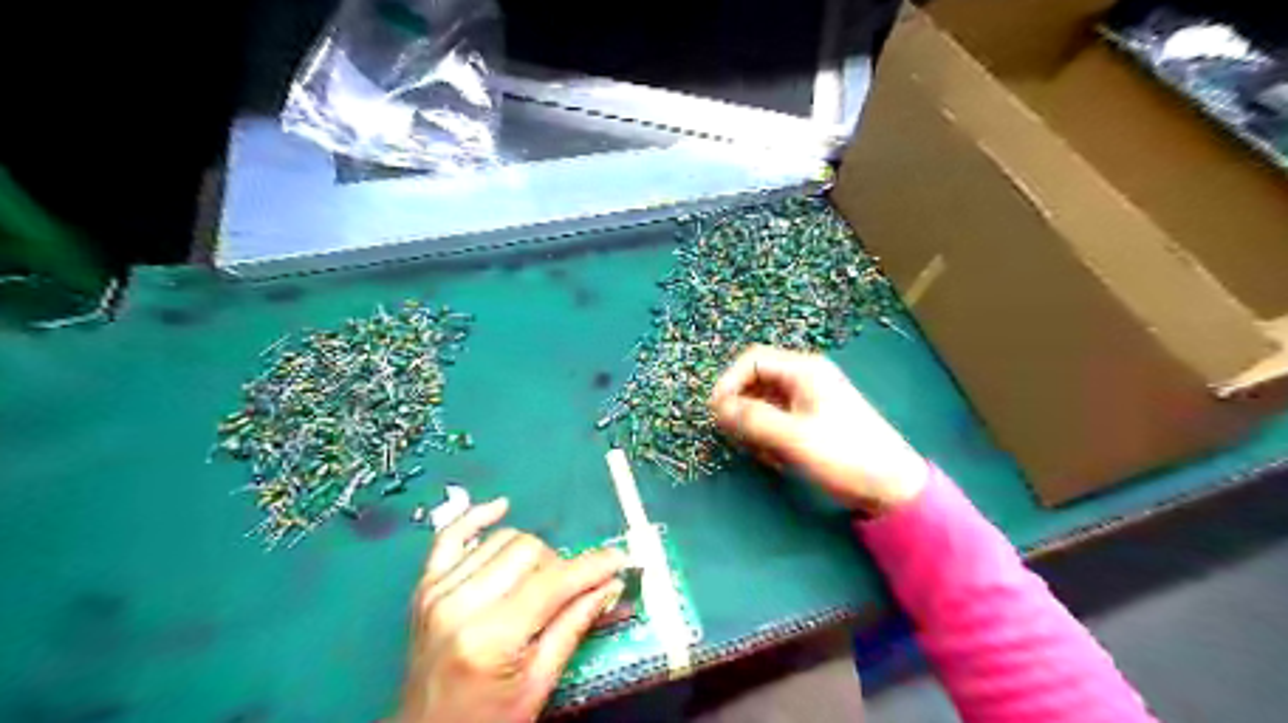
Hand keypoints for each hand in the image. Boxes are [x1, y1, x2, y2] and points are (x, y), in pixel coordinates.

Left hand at [397, 500, 629, 718]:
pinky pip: (450, 535)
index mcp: (490, 637)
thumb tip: (610, 585)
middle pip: (528, 550)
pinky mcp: (425, 585)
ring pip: (502, 539)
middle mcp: (460, 604)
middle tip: (570, 590)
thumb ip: (573, 626)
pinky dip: (476, 517)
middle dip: (559, 566)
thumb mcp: (539, 684)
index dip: (591, 567)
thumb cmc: (488, 720)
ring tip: (537, 581)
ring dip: (530, 553)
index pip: (552, 582)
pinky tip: (501, 508)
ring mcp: (438, 590)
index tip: (619, 559)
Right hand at [709, 341, 932, 512]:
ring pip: (763, 403)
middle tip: (739, 438)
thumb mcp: (793, 438)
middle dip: (742, 409)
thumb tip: (717, 407)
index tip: (716, 412)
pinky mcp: (812, 420)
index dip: (728, 382)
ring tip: (764, 454)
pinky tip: (777, 459)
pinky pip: (777, 420)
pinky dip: (769, 437)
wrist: (891, 486)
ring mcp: (809, 399)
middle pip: (756, 381)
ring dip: (755, 427)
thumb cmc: (844, 455)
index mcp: (804, 370)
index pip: (752, 360)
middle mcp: (805, 378)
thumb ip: (752, 419)